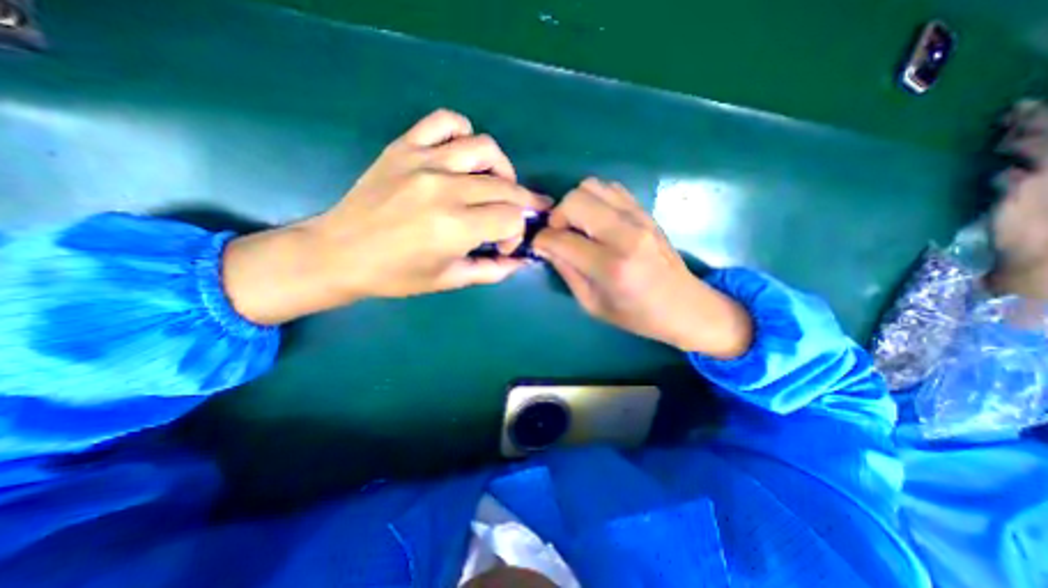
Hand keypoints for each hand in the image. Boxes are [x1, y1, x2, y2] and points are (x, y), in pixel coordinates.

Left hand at [220, 110, 548, 325]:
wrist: (339, 253)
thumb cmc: (396, 275)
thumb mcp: (450, 280)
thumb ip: (492, 270)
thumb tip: (520, 260)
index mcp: (455, 227)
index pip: (512, 218)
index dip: (517, 232)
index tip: (502, 245)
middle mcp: (445, 189)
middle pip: (506, 185)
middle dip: (521, 203)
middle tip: (517, 216)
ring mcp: (424, 162)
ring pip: (485, 148)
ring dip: (502, 169)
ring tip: (496, 185)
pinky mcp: (404, 147)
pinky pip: (444, 121)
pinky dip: (463, 133)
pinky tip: (463, 155)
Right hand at [534, 177, 753, 357]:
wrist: (685, 305)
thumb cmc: (637, 315)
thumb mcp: (592, 304)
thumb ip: (566, 271)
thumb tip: (546, 247)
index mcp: (610, 266)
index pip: (560, 239)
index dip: (541, 241)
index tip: (539, 247)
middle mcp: (625, 234)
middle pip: (575, 200)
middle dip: (557, 216)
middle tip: (560, 235)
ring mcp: (638, 218)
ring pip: (591, 186)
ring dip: (575, 204)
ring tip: (578, 227)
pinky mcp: (645, 211)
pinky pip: (610, 188)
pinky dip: (595, 199)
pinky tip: (596, 220)